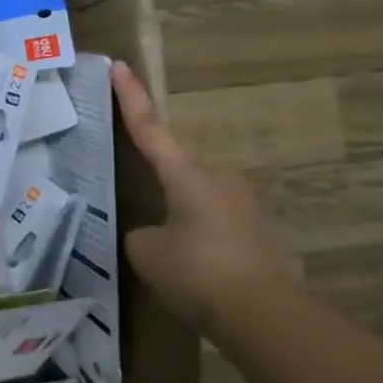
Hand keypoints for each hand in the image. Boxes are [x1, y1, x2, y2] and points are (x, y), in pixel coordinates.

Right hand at [111, 62, 293, 331]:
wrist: (263, 316)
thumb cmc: (196, 271)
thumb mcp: (146, 249)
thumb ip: (141, 231)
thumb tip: (153, 233)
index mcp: (186, 175)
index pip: (150, 129)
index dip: (131, 98)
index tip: (119, 66)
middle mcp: (217, 181)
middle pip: (175, 165)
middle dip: (153, 170)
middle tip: (127, 178)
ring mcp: (240, 208)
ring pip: (192, 196)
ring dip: (171, 207)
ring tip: (151, 236)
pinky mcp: (252, 236)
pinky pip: (207, 222)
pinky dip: (189, 232)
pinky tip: (179, 259)